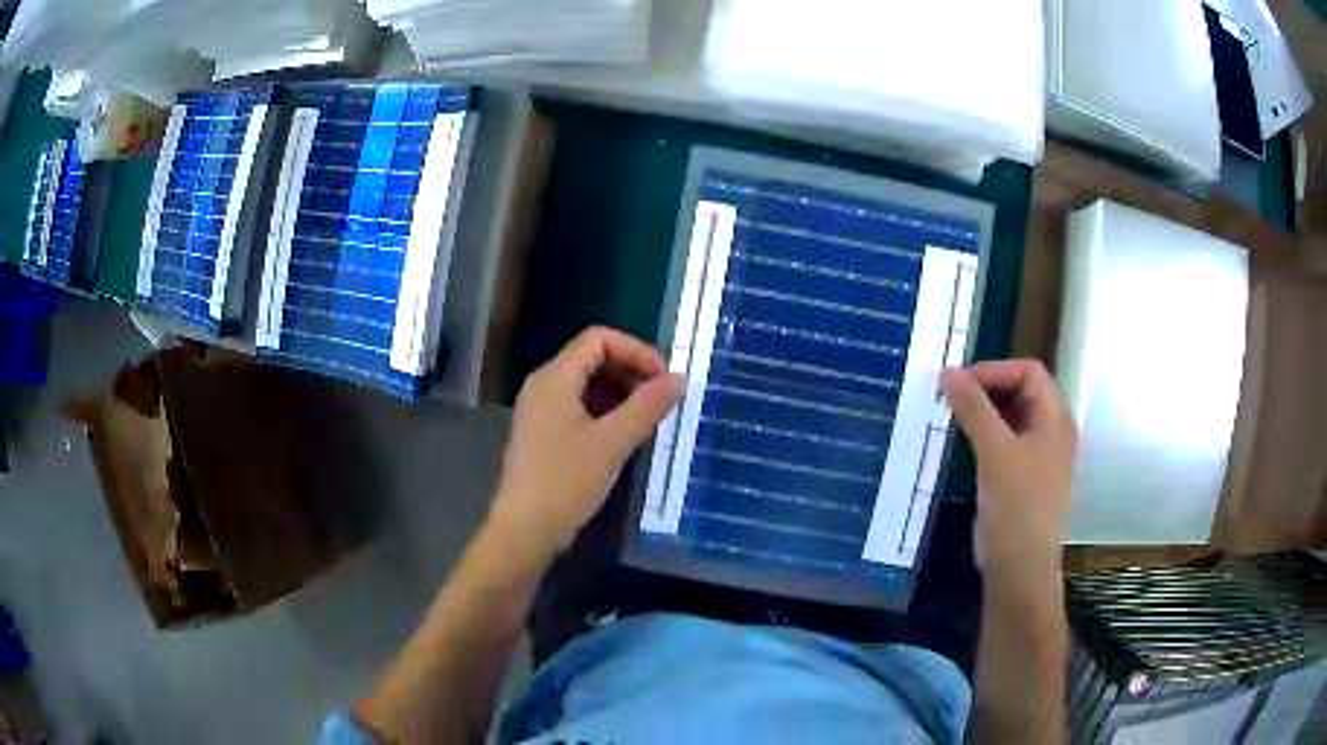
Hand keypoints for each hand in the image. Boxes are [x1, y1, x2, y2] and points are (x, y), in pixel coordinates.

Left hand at [490, 326, 683, 559]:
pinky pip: (577, 406)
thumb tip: (679, 380)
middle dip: (630, 370)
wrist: (525, 529)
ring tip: (648, 416)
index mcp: (554, 377)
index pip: (598, 339)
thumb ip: (647, 406)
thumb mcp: (613, 442)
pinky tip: (624, 435)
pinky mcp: (542, 433)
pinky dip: (604, 410)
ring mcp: (539, 410)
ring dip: (620, 392)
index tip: (664, 378)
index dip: (636, 350)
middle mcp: (543, 385)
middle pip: (591, 357)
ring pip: (585, 384)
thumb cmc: (566, 481)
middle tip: (661, 397)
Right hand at [940, 360, 1076, 585]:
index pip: (1029, 372)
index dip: (995, 370)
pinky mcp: (1021, 475)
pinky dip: (984, 433)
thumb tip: (947, 372)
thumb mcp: (995, 451)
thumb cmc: (1016, 505)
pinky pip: (1004, 440)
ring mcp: (1037, 454)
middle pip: (1021, 390)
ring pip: (1010, 416)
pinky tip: (962, 441)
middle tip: (951, 397)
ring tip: (951, 415)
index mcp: (1055, 418)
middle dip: (986, 388)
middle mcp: (1051, 430)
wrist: (1019, 566)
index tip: (959, 383)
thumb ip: (973, 408)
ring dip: (983, 411)